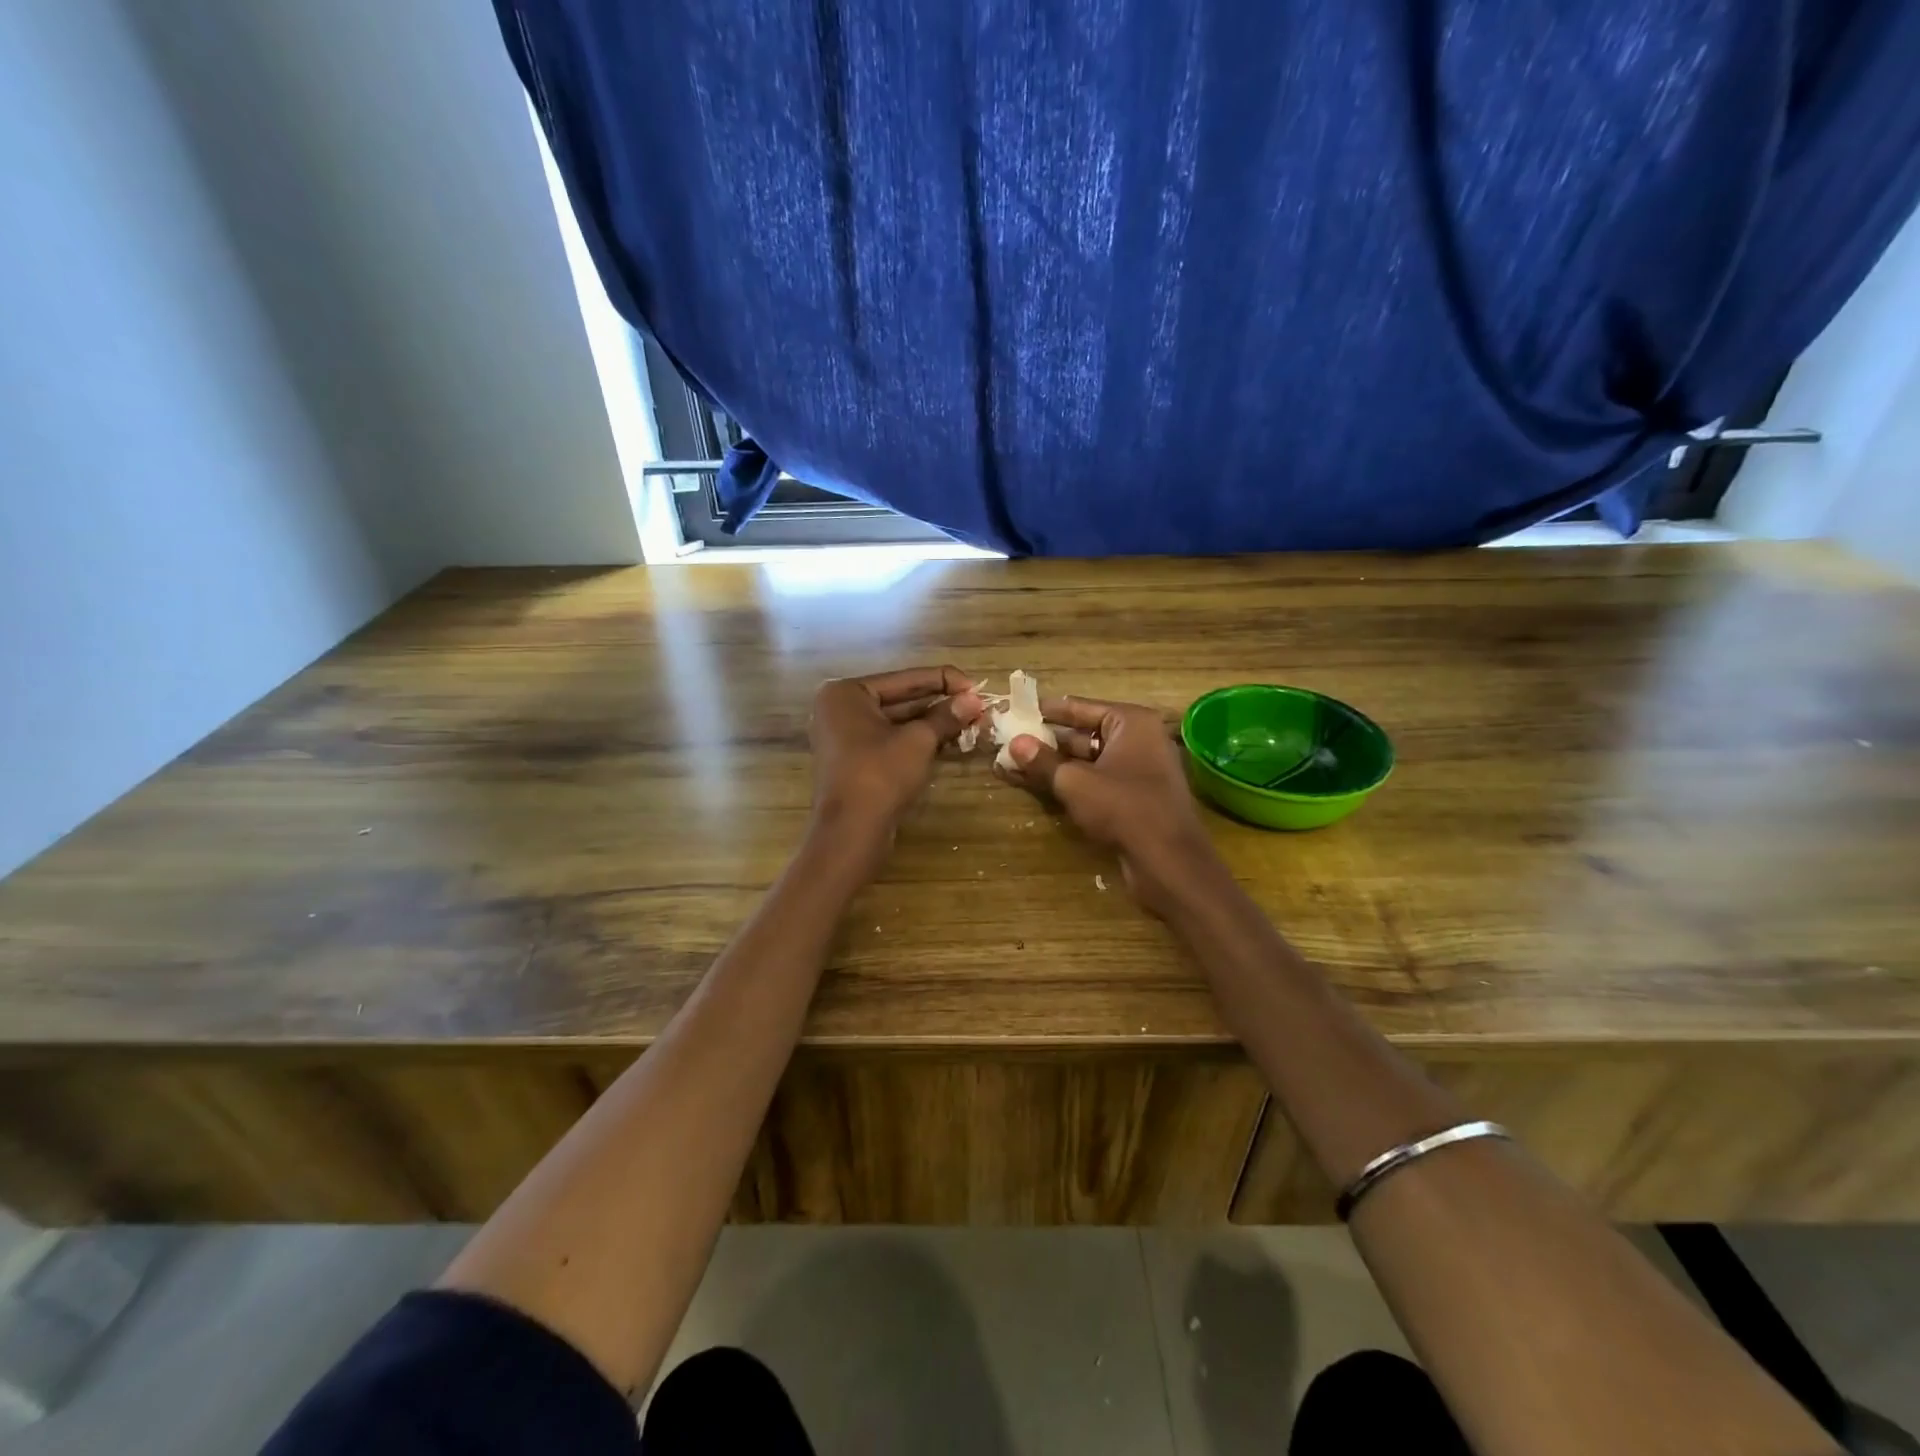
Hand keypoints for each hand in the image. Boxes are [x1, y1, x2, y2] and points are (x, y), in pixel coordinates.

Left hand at [808, 666, 983, 867]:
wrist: (851, 832)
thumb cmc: (880, 775)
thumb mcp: (918, 741)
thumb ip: (946, 716)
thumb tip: (975, 700)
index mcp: (847, 693)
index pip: (906, 679)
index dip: (945, 681)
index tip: (977, 686)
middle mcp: (841, 709)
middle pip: (901, 699)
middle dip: (941, 703)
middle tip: (979, 705)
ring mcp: (845, 736)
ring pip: (898, 722)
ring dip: (934, 722)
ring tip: (973, 720)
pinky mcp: (856, 761)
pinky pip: (891, 740)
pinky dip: (919, 739)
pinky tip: (951, 739)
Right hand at [1000, 695, 1223, 915]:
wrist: (1169, 862)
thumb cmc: (1124, 808)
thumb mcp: (1075, 783)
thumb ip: (1043, 761)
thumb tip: (1014, 743)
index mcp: (1132, 722)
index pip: (1081, 707)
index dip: (1047, 710)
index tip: (1018, 710)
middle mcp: (1140, 739)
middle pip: (1084, 734)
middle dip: (1047, 741)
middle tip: (1011, 742)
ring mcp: (1141, 769)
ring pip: (1089, 761)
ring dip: (1055, 765)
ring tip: (1015, 765)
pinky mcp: (1136, 797)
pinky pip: (1098, 781)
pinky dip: (1072, 783)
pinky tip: (1039, 787)